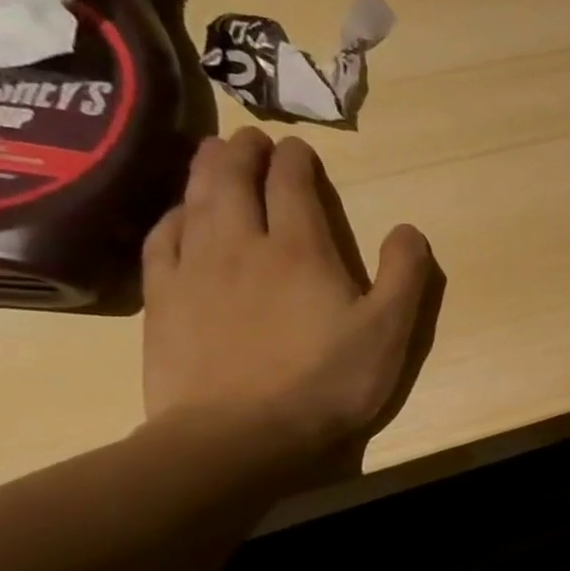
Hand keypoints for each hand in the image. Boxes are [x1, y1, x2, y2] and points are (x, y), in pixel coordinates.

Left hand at [140, 127, 439, 480]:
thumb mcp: (390, 331)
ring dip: (205, 171)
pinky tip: (179, 214)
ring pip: (194, 201)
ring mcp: (194, 270)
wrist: (240, 433)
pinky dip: (172, 214)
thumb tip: (408, 229)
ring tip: (212, 155)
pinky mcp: (163, 299)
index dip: (296, 161)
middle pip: (233, 181)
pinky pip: (162, 239)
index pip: (293, 187)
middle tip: (250, 137)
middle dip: (243, 152)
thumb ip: (405, 275)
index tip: (298, 147)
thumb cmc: (328, 381)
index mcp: (302, 250)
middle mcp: (241, 245)